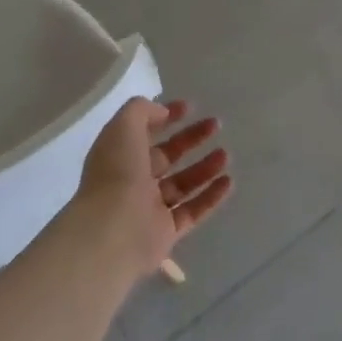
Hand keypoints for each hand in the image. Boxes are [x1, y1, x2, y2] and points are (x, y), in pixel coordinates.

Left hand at [69, 97, 231, 282]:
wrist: (113, 231)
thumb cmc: (117, 173)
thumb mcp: (123, 127)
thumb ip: (142, 111)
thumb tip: (162, 112)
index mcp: (118, 155)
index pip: (144, 132)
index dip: (165, 117)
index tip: (190, 107)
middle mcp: (132, 181)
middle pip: (166, 156)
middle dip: (191, 139)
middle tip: (216, 125)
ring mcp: (149, 208)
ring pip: (182, 184)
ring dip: (204, 167)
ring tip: (226, 154)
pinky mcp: (166, 233)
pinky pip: (192, 211)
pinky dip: (210, 197)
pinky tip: (228, 181)